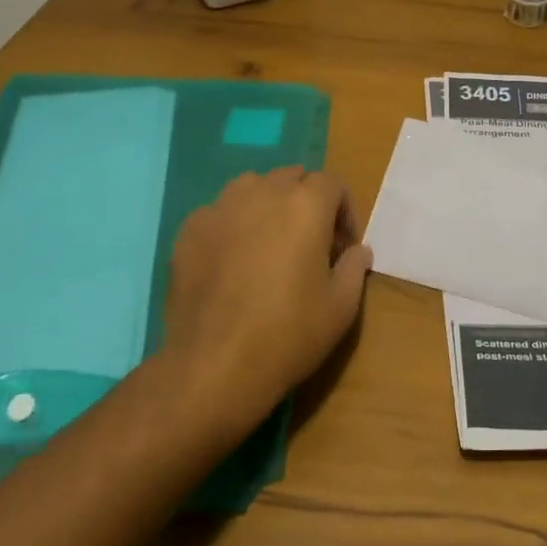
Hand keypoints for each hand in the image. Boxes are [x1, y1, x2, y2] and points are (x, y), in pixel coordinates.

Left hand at [159, 166, 371, 433]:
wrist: (213, 367)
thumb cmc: (288, 335)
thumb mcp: (341, 307)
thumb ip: (354, 267)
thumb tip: (356, 250)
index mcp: (305, 205)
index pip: (332, 183)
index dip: (344, 211)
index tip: (342, 247)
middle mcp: (262, 193)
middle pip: (293, 178)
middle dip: (307, 202)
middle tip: (310, 244)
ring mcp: (220, 208)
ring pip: (253, 187)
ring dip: (268, 205)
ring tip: (269, 244)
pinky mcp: (189, 230)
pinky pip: (220, 212)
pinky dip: (233, 225)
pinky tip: (232, 262)